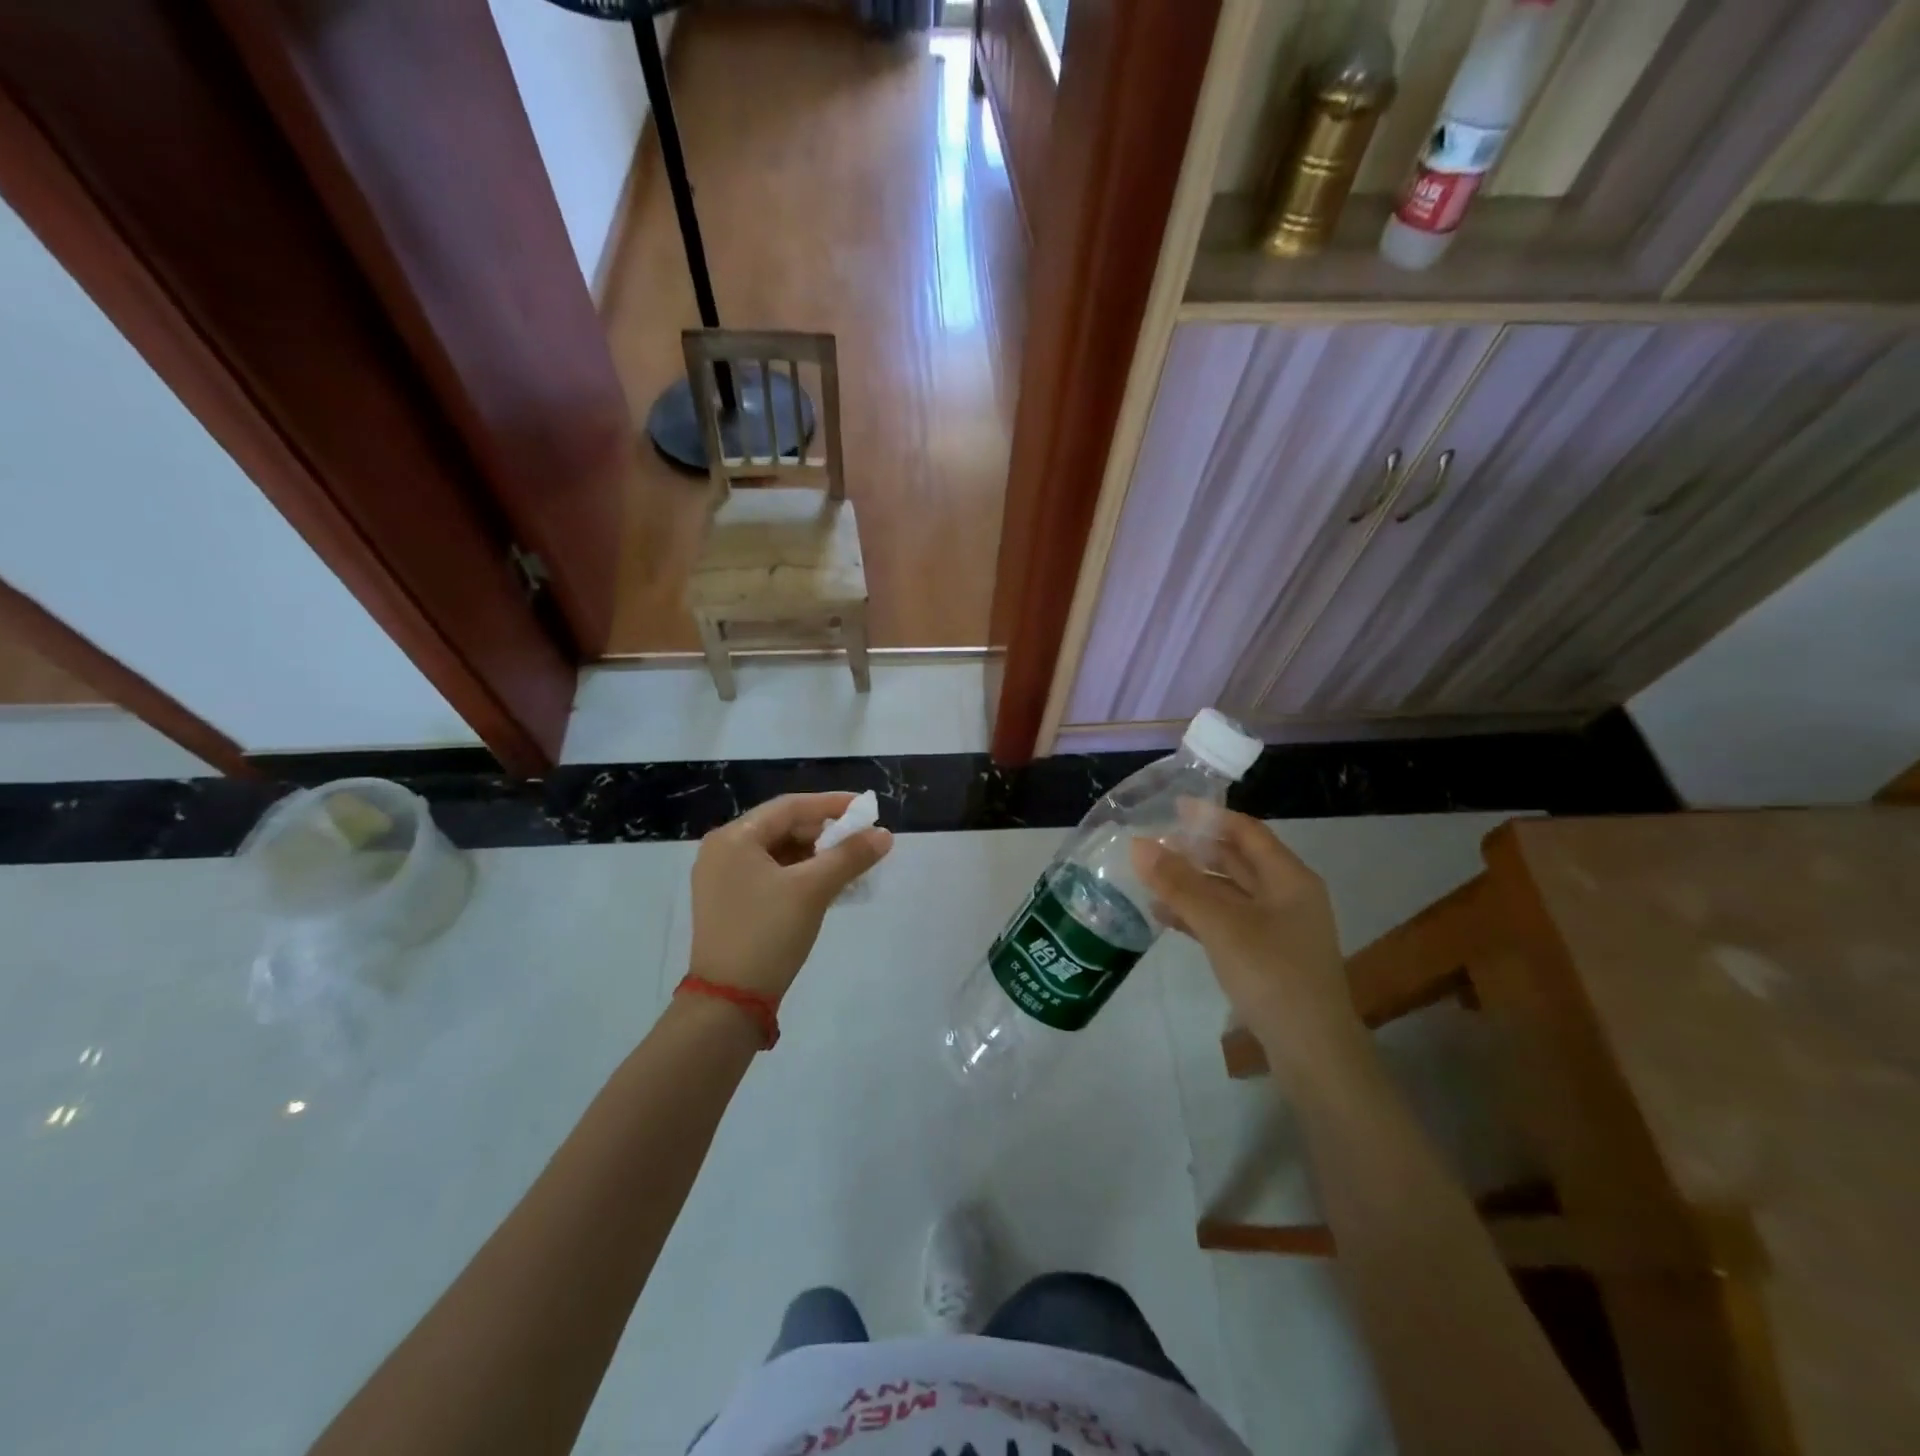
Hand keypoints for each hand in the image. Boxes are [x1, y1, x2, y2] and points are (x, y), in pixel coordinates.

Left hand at [688, 792, 891, 1002]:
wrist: (729, 1001)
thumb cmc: (768, 933)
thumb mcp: (813, 890)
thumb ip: (850, 856)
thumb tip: (885, 835)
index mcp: (734, 838)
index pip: (790, 806)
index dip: (831, 804)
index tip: (866, 808)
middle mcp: (723, 850)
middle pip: (783, 827)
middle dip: (825, 832)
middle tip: (861, 839)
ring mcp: (723, 878)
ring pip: (779, 852)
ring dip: (815, 855)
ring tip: (850, 863)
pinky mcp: (730, 902)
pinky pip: (771, 874)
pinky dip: (800, 874)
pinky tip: (828, 884)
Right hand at [1132, 811, 1358, 1068]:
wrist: (1312, 1052)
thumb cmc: (1271, 974)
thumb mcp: (1221, 923)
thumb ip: (1178, 883)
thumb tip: (1138, 845)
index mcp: (1289, 878)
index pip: (1247, 831)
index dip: (1210, 817)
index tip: (1172, 807)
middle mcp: (1287, 896)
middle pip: (1237, 861)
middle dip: (1196, 850)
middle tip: (1153, 842)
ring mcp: (1278, 929)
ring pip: (1228, 893)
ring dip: (1192, 884)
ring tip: (1150, 877)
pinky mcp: (1265, 957)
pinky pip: (1226, 922)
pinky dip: (1197, 915)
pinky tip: (1164, 916)